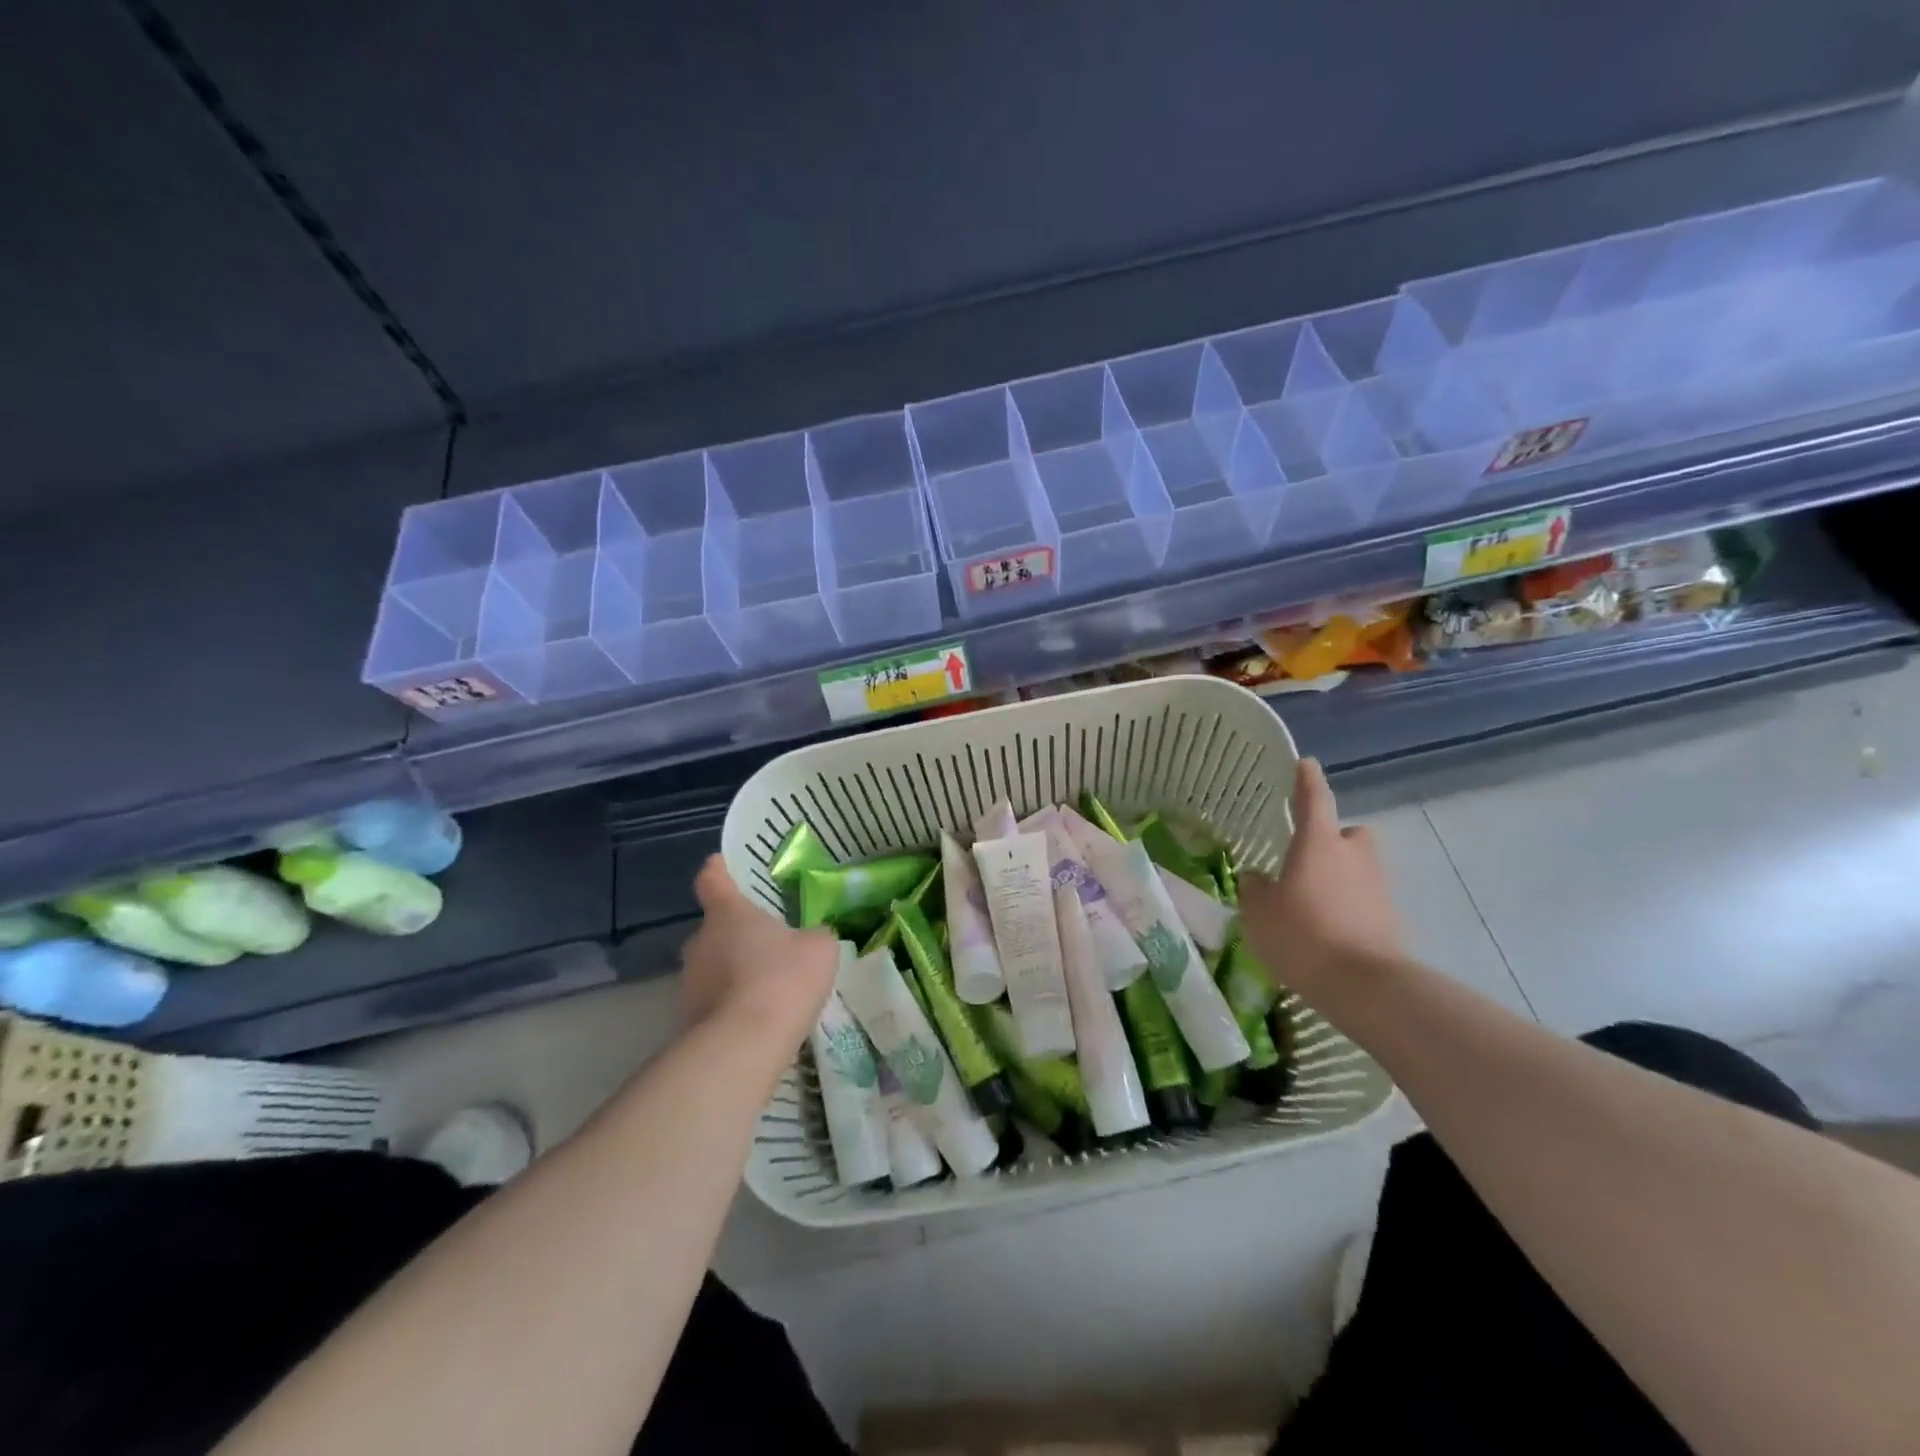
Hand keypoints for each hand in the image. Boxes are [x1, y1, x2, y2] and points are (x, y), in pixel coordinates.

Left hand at [679, 856, 837, 1048]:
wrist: (744, 1046)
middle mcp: (700, 941)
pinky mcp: (688, 1020)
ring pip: (714, 966)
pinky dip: (733, 1005)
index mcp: (728, 913)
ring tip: (768, 986)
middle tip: (768, 941)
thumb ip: (815, 936)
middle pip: (715, 927)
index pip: (713, 879)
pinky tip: (760, 1018)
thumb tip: (813, 938)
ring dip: (735, 971)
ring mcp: (689, 982)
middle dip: (737, 933)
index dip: (719, 870)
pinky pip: (714, 1001)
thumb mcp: (819, 948)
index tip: (722, 865)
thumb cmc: (783, 979)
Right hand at [1239, 758, 1402, 1006]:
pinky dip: (1348, 907)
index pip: (1314, 800)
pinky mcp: (1390, 919)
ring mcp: (1377, 888)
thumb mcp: (1259, 912)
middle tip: (1308, 858)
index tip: (1306, 764)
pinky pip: (1364, 901)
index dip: (1307, 781)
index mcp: (1319, 844)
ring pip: (1358, 868)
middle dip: (1333, 840)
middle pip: (1348, 834)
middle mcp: (1353, 856)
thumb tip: (1257, 879)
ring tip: (1311, 902)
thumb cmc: (1302, 935)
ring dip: (1339, 876)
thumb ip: (1255, 889)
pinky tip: (1326, 931)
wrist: (1364, 986)